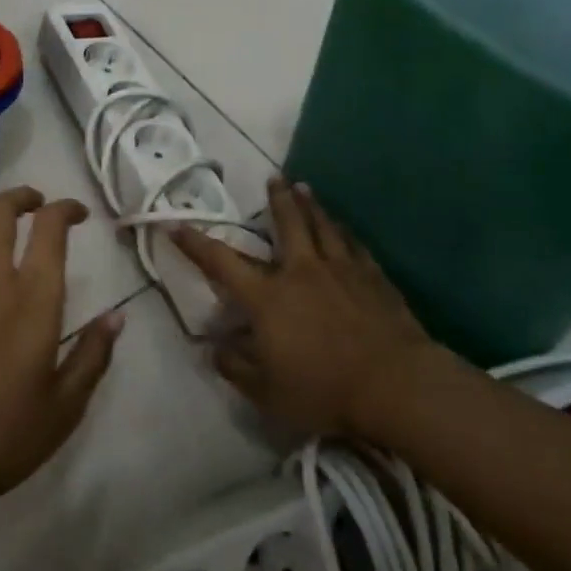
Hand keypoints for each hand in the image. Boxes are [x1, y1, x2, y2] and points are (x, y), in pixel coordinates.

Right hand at [172, 178, 431, 439]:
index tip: (176, 223)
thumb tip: (214, 348)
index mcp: (268, 297)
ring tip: (304, 187)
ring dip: (311, 205)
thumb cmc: (323, 390)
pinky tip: (345, 228)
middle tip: (273, 178)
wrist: (394, 385)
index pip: (221, 262)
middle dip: (276, 200)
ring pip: (322, 226)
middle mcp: (301, 272)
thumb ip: (236, 367)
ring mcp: (340, 270)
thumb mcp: (267, 392)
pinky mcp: (373, 278)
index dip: (195, 243)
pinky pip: (355, 246)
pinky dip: (345, 233)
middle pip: (286, 224)